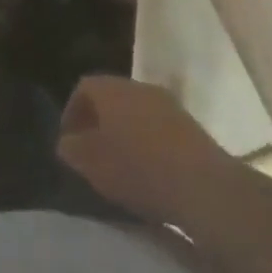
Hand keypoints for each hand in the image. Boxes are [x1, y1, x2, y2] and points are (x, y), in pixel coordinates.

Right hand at [56, 76, 227, 222]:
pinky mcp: (192, 126)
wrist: (204, 186)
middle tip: (94, 151)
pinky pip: (160, 128)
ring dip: (127, 132)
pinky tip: (152, 171)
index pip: (82, 89)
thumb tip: (67, 142)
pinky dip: (150, 143)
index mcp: (110, 88)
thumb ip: (72, 149)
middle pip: (111, 98)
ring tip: (123, 164)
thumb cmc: (138, 169)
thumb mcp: (92, 165)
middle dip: (100, 122)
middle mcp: (137, 86)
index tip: (70, 141)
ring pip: (137, 112)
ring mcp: (168, 104)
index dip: (72, 113)